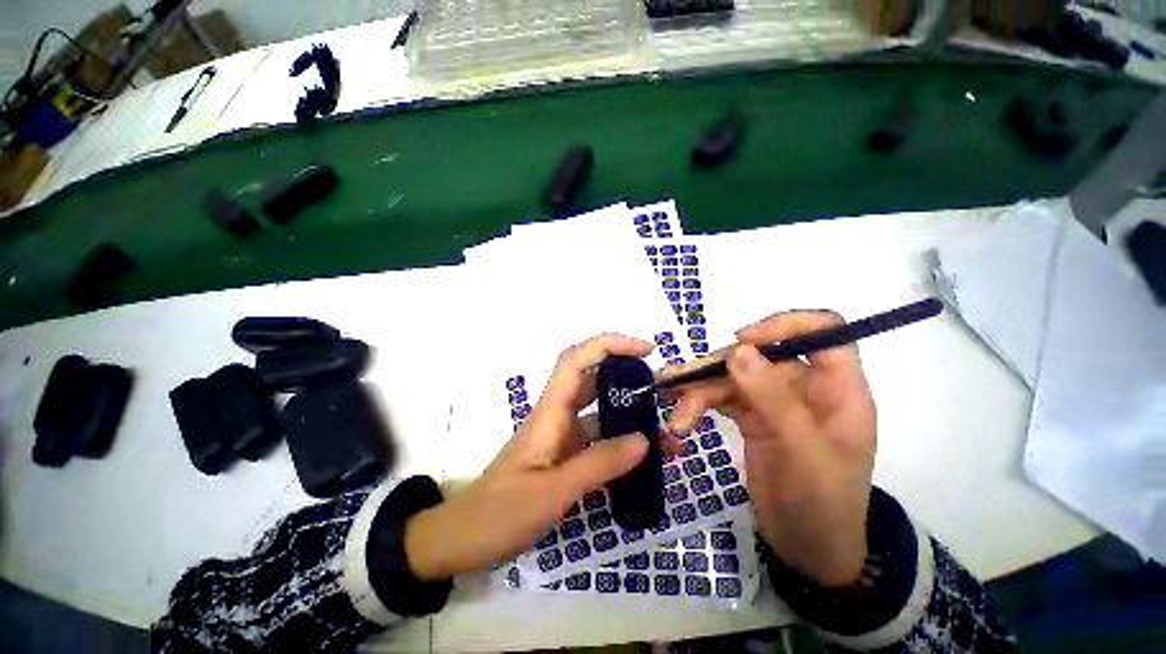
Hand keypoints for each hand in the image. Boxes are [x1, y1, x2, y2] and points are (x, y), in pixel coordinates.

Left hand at [405, 333, 682, 579]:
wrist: (462, 540)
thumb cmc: (499, 514)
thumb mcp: (552, 492)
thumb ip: (598, 464)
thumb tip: (643, 439)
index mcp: (550, 412)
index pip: (577, 359)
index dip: (609, 345)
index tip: (645, 350)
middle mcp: (556, 416)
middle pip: (592, 378)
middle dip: (627, 374)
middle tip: (662, 389)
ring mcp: (560, 436)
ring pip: (598, 411)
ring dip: (628, 413)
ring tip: (664, 429)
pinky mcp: (563, 456)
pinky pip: (597, 439)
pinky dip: (619, 442)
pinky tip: (640, 459)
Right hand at [668, 311, 876, 586]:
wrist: (807, 550)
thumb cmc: (823, 504)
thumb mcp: (804, 453)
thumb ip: (773, 399)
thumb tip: (739, 351)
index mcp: (837, 389)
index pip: (824, 332)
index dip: (786, 325)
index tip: (743, 339)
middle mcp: (804, 387)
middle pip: (760, 355)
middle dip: (719, 368)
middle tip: (684, 383)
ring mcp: (774, 402)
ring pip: (733, 376)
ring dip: (700, 390)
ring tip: (676, 414)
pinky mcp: (751, 417)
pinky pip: (721, 397)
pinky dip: (699, 404)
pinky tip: (681, 419)